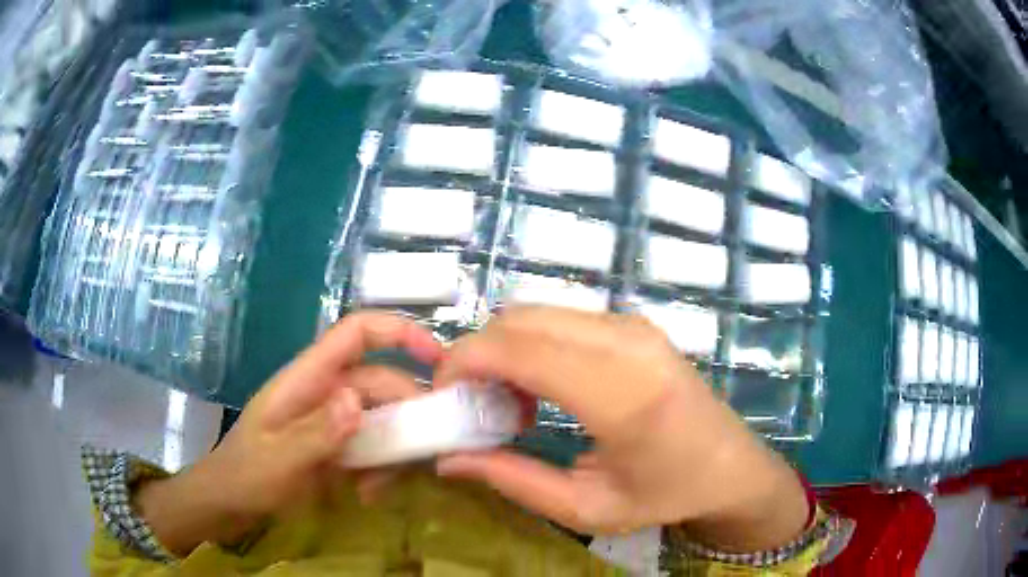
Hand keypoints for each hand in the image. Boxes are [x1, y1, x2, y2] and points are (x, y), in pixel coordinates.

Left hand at [134, 312, 442, 556]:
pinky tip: (371, 493)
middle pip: (381, 382)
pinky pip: (373, 447)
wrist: (229, 503)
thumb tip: (359, 400)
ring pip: (382, 418)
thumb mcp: (279, 459)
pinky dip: (380, 468)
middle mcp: (325, 392)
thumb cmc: (246, 475)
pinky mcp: (336, 446)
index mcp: (306, 379)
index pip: (356, 334)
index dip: (399, 333)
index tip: (439, 359)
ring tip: (385, 485)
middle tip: (427, 450)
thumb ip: (316, 432)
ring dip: (394, 450)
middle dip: (407, 413)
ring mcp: (332, 421)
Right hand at [433, 307, 808, 550]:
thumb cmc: (665, 495)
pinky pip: (563, 317)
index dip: (464, 362)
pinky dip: (533, 342)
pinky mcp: (636, 324)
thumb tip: (447, 459)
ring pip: (537, 312)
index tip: (443, 395)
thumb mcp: (586, 508)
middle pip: (520, 320)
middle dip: (478, 353)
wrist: (730, 466)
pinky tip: (543, 386)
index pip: (518, 349)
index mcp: (622, 395)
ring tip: (509, 401)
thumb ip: (512, 480)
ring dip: (506, 348)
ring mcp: (635, 326)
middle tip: (473, 403)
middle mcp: (628, 343)